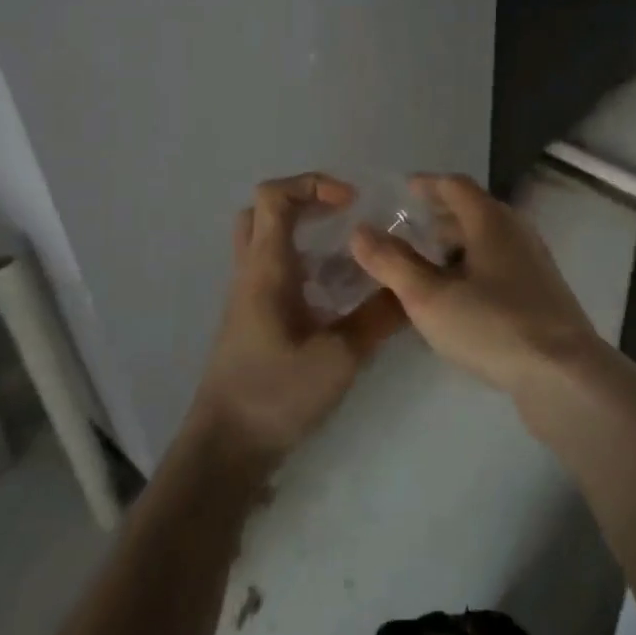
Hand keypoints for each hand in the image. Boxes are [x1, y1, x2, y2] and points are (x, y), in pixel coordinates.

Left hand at [187, 174, 405, 469]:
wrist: (224, 450)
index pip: (274, 196)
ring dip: (303, 234)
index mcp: (266, 267)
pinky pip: (273, 272)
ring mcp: (247, 297)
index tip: (352, 203)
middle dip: (305, 202)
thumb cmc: (275, 394)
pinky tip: (335, 295)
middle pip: (262, 211)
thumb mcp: (338, 357)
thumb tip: (411, 288)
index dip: (313, 184)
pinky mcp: (251, 321)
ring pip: (265, 242)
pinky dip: (302, 265)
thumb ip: (378, 318)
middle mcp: (251, 272)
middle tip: (344, 218)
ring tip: (347, 255)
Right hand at [348, 174, 601, 399]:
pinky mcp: (541, 293)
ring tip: (424, 265)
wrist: (565, 375)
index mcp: (490, 220)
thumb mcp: (430, 297)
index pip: (454, 185)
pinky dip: (472, 267)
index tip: (400, 190)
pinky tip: (457, 297)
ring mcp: (533, 262)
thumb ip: (392, 262)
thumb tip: (360, 230)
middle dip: (437, 217)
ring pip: (486, 241)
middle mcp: (516, 231)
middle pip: (472, 211)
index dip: (425, 184)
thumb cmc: (493, 326)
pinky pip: (498, 265)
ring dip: (455, 245)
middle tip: (404, 231)